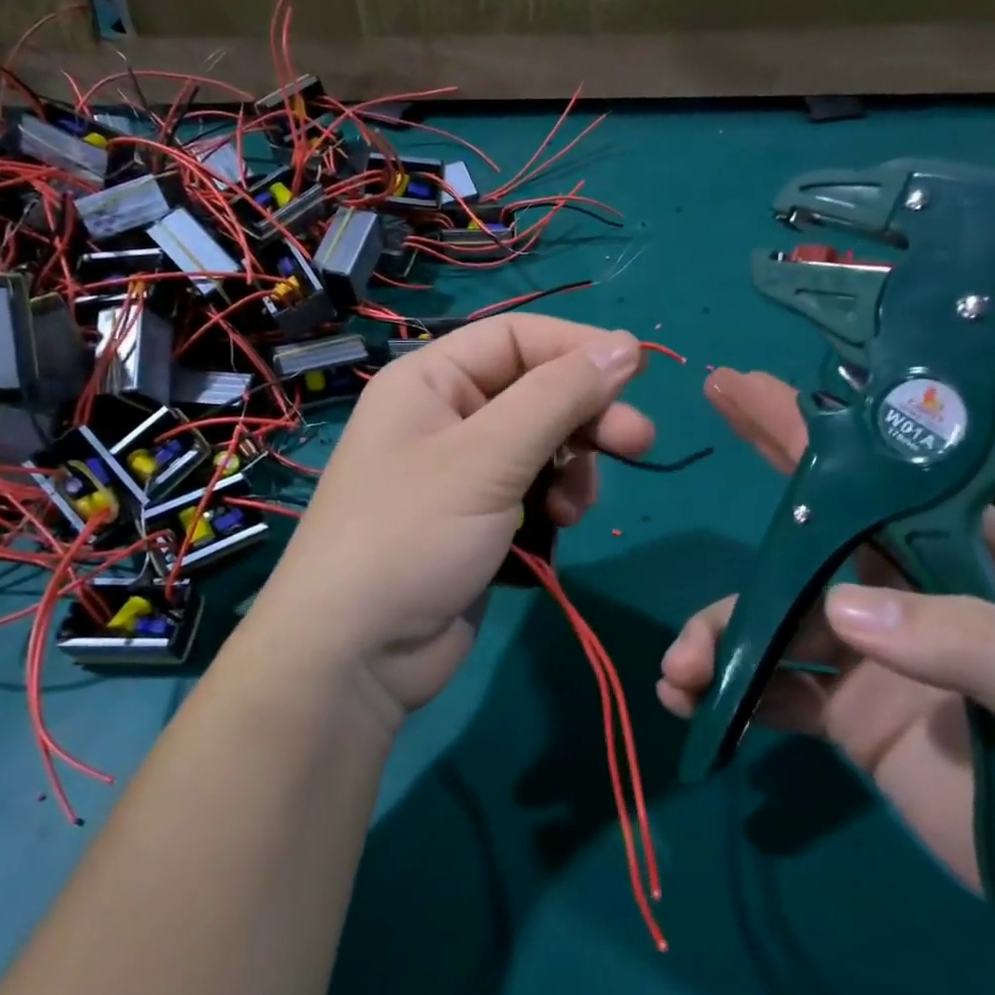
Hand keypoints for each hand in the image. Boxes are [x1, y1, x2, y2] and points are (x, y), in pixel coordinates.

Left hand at [250, 315, 654, 723]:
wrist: (355, 656)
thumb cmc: (412, 535)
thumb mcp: (488, 457)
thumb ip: (559, 397)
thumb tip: (625, 344)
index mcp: (430, 381)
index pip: (516, 338)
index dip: (578, 347)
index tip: (638, 372)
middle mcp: (445, 417)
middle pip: (536, 392)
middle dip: (587, 417)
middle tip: (639, 442)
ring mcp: (461, 473)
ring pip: (542, 446)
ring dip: (572, 469)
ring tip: (572, 508)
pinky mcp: (478, 521)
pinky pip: (532, 491)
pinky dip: (553, 504)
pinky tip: (556, 529)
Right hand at [659, 368, 994, 980]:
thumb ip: (976, 644)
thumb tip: (839, 608)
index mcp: (976, 560)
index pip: (887, 480)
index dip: (819, 433)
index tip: (753, 391)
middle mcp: (913, 592)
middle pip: (813, 532)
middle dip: (752, 495)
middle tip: (694, 446)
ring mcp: (873, 654)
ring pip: (773, 616)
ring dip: (718, 632)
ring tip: (681, 671)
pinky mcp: (845, 712)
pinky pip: (770, 685)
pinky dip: (727, 687)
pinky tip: (693, 703)